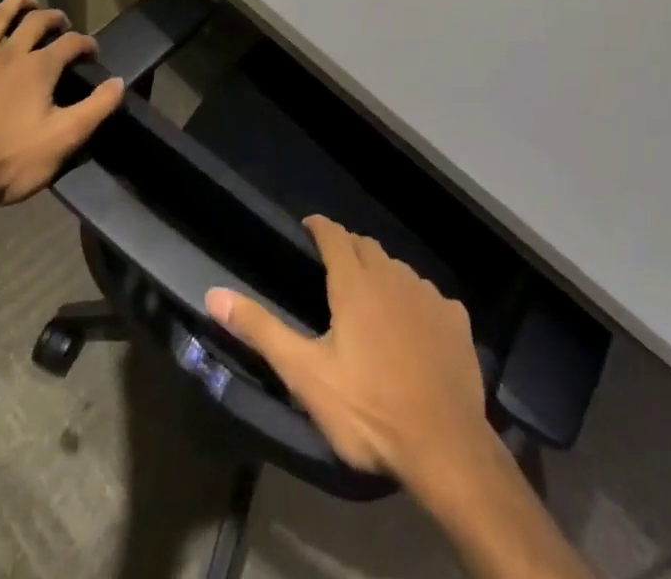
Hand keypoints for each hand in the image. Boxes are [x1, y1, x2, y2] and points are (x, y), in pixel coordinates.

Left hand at [0, 0, 122, 208]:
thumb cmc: (10, 160)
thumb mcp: (64, 140)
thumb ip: (96, 108)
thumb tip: (119, 82)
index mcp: (39, 68)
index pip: (71, 43)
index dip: (85, 43)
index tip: (92, 52)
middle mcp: (8, 53)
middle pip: (35, 22)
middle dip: (52, 17)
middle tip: (60, 22)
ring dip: (11, 4)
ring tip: (23, 0)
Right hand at [205, 216, 495, 491]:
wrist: (443, 444)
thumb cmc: (367, 409)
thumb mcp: (305, 375)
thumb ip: (261, 330)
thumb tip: (214, 293)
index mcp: (355, 284)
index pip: (334, 236)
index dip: (320, 227)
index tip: (309, 226)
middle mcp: (393, 276)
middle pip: (367, 248)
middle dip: (349, 249)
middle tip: (334, 266)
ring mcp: (428, 295)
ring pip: (399, 271)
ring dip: (382, 275)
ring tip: (371, 299)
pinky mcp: (455, 319)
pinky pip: (429, 298)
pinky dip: (414, 303)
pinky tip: (412, 329)